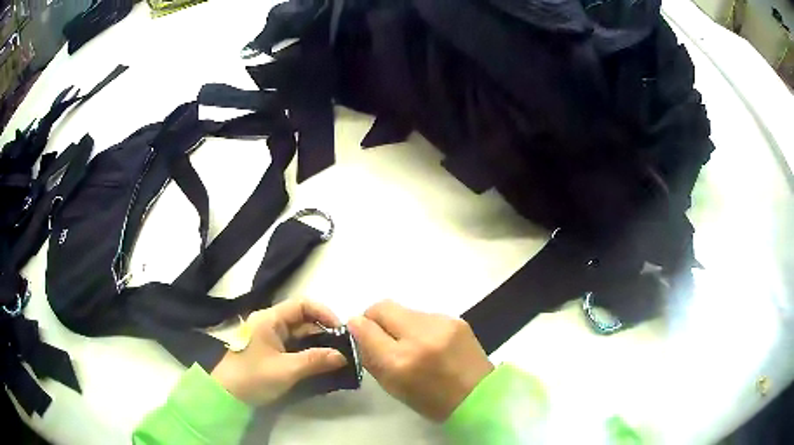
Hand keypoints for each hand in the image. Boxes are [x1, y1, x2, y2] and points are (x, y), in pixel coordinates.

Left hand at [210, 299, 347, 405]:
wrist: (226, 395)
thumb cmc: (253, 377)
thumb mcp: (286, 370)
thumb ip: (315, 360)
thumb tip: (343, 356)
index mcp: (270, 319)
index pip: (302, 305)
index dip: (324, 313)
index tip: (341, 331)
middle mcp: (270, 324)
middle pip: (303, 320)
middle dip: (324, 332)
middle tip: (344, 348)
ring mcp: (270, 338)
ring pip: (300, 335)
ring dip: (318, 344)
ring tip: (338, 357)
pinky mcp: (271, 352)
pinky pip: (295, 347)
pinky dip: (309, 353)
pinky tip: (322, 364)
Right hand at [348, 300, 493, 421]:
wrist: (479, 396)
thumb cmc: (431, 401)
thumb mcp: (392, 386)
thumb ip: (371, 357)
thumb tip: (357, 330)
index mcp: (399, 361)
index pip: (364, 326)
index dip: (357, 327)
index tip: (358, 332)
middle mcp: (419, 336)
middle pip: (382, 307)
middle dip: (374, 317)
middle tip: (379, 334)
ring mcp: (441, 324)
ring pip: (404, 310)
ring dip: (399, 323)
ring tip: (410, 343)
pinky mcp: (456, 319)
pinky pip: (425, 315)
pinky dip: (419, 326)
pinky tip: (430, 343)